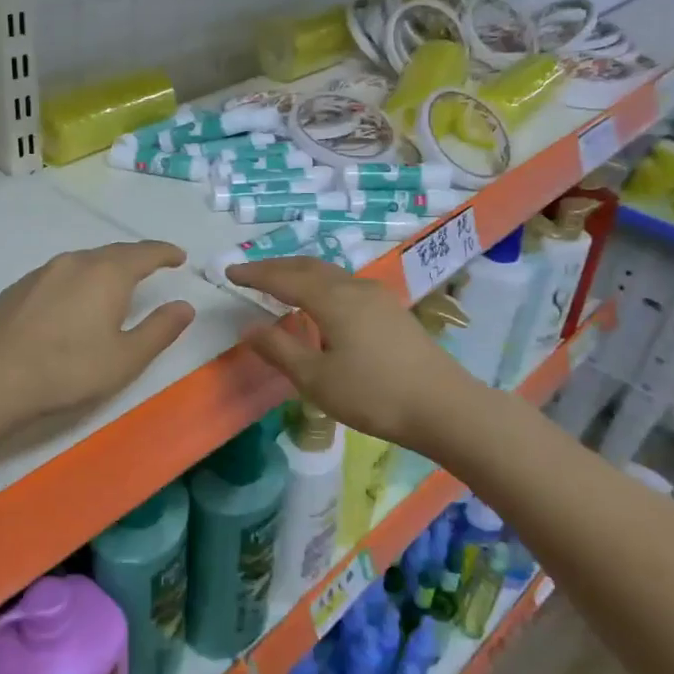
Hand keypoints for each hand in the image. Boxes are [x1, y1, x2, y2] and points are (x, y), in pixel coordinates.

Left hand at [0, 241, 195, 427]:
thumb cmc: (70, 370)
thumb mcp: (127, 358)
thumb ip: (160, 329)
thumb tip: (184, 306)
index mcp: (107, 273)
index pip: (144, 252)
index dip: (164, 252)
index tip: (179, 257)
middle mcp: (74, 262)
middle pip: (112, 253)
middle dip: (135, 258)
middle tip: (151, 267)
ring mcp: (41, 273)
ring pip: (81, 262)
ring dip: (103, 269)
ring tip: (113, 285)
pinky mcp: (16, 289)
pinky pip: (56, 277)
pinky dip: (74, 283)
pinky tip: (70, 304)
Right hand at [226, 257, 475, 450]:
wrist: (444, 407)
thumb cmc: (374, 395)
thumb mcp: (316, 379)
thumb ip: (279, 349)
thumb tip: (247, 327)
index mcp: (332, 299)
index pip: (283, 278)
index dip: (254, 274)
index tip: (228, 271)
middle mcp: (354, 287)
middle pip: (308, 266)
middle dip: (275, 267)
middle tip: (249, 273)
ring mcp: (377, 297)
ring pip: (329, 273)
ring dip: (299, 273)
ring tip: (279, 284)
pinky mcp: (391, 311)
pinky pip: (344, 284)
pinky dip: (319, 284)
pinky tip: (319, 303)